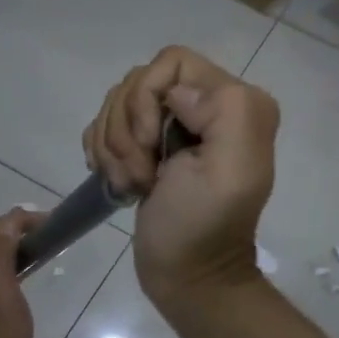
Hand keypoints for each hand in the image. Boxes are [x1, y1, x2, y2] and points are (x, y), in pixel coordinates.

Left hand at [0, 208, 41, 337]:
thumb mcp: (4, 291)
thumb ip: (3, 253)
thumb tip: (12, 222)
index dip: (25, 218)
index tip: (55, 223)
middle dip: (19, 229)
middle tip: (52, 236)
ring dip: (15, 248)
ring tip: (44, 254)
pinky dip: (12, 268)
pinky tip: (26, 282)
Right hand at [83, 46, 278, 310]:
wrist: (186, 275)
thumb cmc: (203, 226)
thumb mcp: (231, 170)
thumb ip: (223, 111)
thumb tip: (177, 93)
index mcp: (234, 101)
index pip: (171, 62)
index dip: (146, 98)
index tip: (149, 145)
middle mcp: (207, 104)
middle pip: (138, 81)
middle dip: (127, 130)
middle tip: (143, 174)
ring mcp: (173, 125)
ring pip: (118, 103)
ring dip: (114, 147)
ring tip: (134, 183)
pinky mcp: (147, 145)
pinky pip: (106, 125)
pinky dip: (104, 154)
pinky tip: (120, 182)